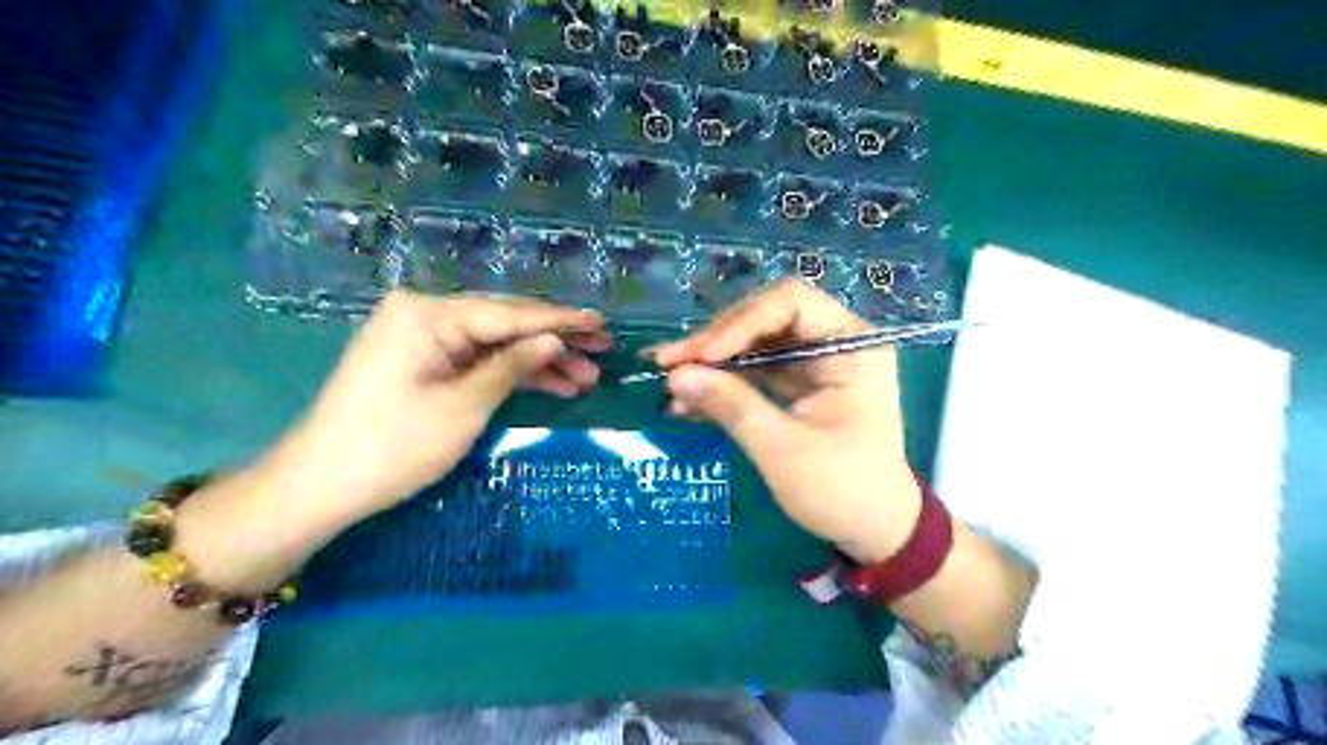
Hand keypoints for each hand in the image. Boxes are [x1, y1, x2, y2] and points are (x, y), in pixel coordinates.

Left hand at [259, 288, 609, 522]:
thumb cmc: (393, 446)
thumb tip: (555, 340)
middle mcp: (424, 314)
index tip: (601, 321)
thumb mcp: (464, 407)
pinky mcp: (422, 362)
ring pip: (495, 344)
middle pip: (504, 323)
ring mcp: (421, 338)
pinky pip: (476, 360)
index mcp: (427, 314)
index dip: (559, 320)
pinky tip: (551, 385)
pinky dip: (510, 374)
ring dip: (538, 362)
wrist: (321, 486)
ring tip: (586, 378)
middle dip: (554, 341)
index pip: (508, 313)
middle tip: (602, 352)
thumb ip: (513, 367)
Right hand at [653, 282, 926, 562]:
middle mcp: (834, 342)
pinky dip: (723, 384)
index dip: (740, 322)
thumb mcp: (783, 449)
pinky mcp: (798, 385)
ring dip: (713, 363)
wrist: (873, 529)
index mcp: (851, 345)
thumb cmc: (841, 489)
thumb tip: (676, 375)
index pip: (790, 302)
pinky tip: (688, 403)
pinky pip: (754, 371)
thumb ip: (731, 406)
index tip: (701, 356)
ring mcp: (814, 363)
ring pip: (754, 344)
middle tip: (670, 364)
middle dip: (717, 341)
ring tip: (671, 385)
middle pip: (766, 318)